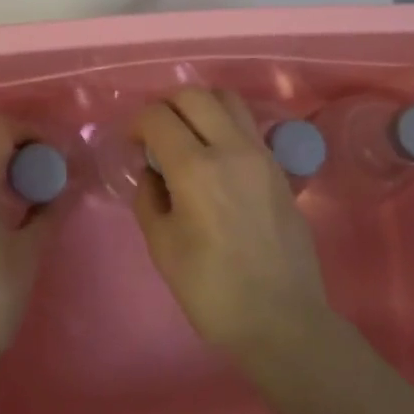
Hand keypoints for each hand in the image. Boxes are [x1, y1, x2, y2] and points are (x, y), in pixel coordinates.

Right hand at [132, 88, 332, 360]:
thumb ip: (148, 199)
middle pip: (194, 95)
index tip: (131, 143)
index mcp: (196, 168)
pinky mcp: (279, 168)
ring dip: (200, 107)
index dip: (137, 123)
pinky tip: (215, 157)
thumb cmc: (213, 291)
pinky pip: (247, 126)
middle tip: (156, 133)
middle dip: (166, 105)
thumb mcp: (163, 248)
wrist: (282, 319)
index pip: (158, 116)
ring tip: (188, 136)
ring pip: (228, 100)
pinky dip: (224, 125)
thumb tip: (151, 172)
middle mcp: (231, 148)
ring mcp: (261, 155)